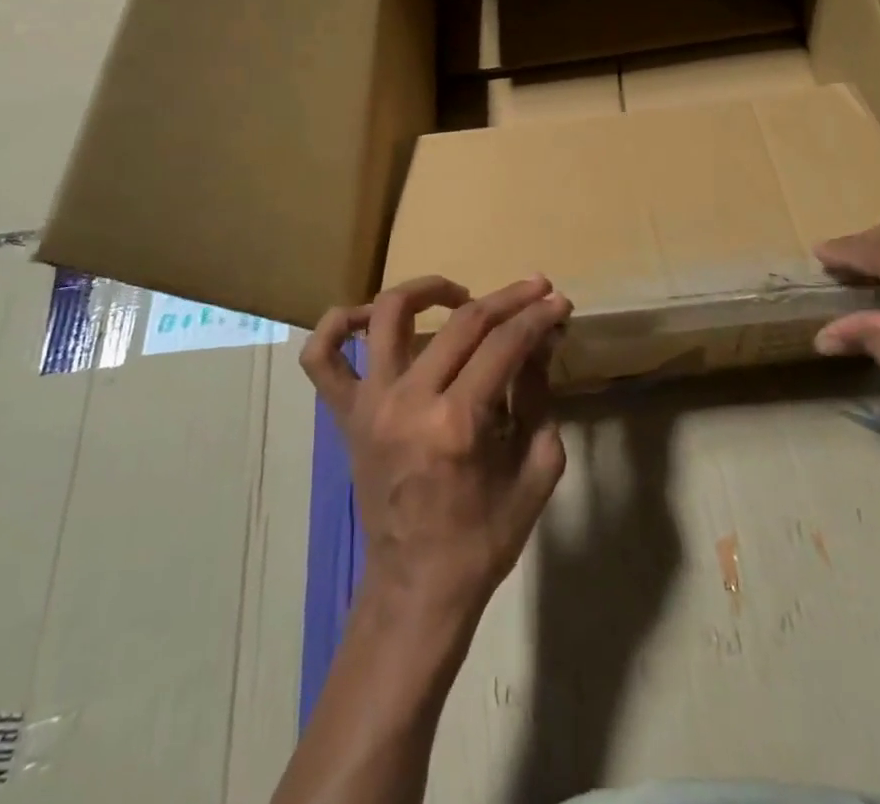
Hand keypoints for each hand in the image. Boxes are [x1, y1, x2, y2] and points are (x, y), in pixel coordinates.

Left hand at [301, 274, 571, 627]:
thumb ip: (540, 399)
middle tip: (535, 289)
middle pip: (463, 323)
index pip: (504, 345)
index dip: (536, 317)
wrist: (416, 590)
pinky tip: (370, 317)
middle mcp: (408, 402)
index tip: (558, 302)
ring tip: (460, 293)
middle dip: (508, 299)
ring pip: (388, 316)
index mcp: (456, 424)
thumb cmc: (483, 540)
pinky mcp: (345, 416)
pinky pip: (321, 358)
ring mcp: (370, 405)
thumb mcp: (535, 473)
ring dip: (428, 290)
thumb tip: (541, 341)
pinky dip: (338, 324)